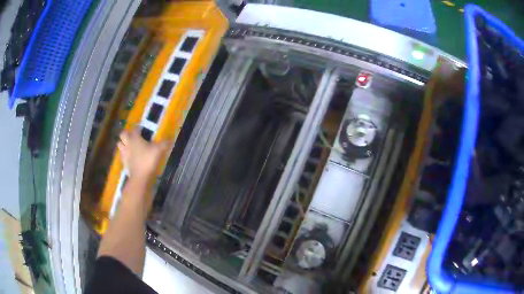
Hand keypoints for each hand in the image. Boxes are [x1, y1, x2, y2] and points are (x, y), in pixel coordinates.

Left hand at [117, 128, 170, 182]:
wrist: (139, 176)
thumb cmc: (148, 160)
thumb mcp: (158, 150)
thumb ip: (164, 143)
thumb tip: (171, 138)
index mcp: (135, 138)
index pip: (134, 128)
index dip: (138, 127)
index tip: (141, 128)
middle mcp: (128, 143)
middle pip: (123, 134)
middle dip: (126, 133)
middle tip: (131, 135)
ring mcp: (124, 153)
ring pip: (119, 144)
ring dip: (122, 143)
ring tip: (128, 144)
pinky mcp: (124, 162)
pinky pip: (121, 154)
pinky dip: (124, 153)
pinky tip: (128, 156)